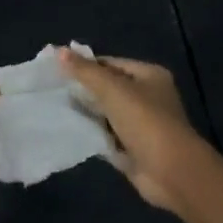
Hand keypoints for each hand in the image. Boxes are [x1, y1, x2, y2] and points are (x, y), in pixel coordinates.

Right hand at [57, 48, 205, 213]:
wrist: (169, 171)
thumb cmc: (145, 122)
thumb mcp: (113, 90)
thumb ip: (86, 72)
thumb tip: (59, 51)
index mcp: (150, 76)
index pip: (112, 63)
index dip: (86, 65)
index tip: (57, 70)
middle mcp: (148, 97)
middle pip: (109, 88)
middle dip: (84, 89)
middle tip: (53, 89)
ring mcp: (141, 124)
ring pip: (106, 113)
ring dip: (86, 112)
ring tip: (55, 108)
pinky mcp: (133, 147)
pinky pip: (107, 135)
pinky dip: (92, 134)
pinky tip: (69, 130)